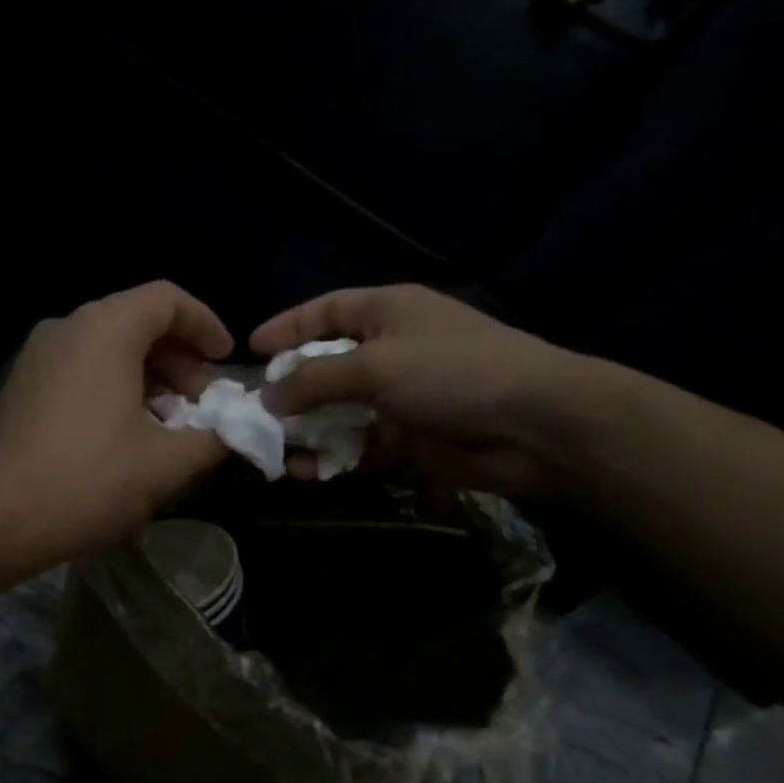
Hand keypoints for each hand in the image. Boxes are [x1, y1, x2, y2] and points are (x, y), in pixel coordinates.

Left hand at [0, 281, 233, 567]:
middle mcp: (67, 327)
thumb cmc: (89, 481)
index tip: (225, 361)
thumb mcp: (166, 464)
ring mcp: (37, 355)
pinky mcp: (22, 385)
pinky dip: (114, 386)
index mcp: (105, 329)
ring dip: (148, 377)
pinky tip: (127, 432)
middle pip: (137, 322)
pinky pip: (80, 368)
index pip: (167, 300)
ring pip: (108, 348)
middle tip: (201, 404)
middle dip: (179, 360)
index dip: (206, 326)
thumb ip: (214, 438)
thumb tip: (239, 431)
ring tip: (169, 424)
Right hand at [251, 284, 591, 495]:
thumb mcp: (374, 364)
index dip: (287, 327)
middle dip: (289, 389)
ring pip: (336, 412)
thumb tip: (268, 398)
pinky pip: (355, 446)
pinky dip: (330, 457)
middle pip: (325, 365)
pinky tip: (302, 470)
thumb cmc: (451, 372)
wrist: (533, 425)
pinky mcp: (405, 439)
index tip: (251, 350)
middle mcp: (388, 350)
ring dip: (305, 429)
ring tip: (268, 448)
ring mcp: (397, 397)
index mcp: (386, 312)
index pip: (325, 311)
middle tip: (252, 410)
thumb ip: (314, 380)